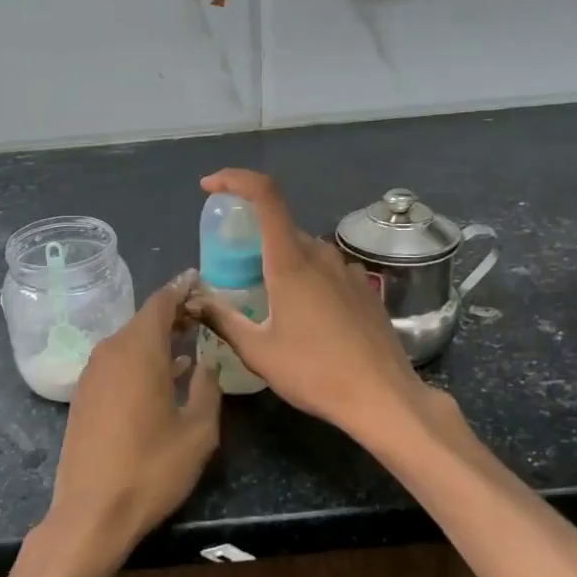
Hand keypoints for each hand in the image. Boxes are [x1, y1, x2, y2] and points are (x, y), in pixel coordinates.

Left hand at [46, 270, 221, 562]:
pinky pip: (117, 362)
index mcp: (139, 351)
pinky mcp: (84, 396)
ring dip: (157, 338)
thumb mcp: (197, 431)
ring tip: (189, 341)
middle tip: (202, 313)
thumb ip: (207, 387)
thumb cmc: (151, 469)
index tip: (200, 279)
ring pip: (129, 341)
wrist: (91, 512)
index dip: (182, 289)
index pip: (161, 303)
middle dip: (173, 314)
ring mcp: (92, 374)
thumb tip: (206, 362)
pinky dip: (140, 358)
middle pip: (143, 320)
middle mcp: (110, 353)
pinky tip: (162, 375)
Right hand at [188, 169, 431, 442]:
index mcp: (291, 262)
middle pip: (280, 227)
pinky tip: (302, 317)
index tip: (211, 187)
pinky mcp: (363, 289)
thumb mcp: (258, 351)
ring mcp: (346, 270)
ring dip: (279, 262)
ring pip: (304, 250)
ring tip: (265, 301)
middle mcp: (321, 255)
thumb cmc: (314, 372)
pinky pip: (325, 269)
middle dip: (251, 238)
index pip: (265, 196)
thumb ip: (223, 319)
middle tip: (231, 272)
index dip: (236, 179)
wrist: (382, 396)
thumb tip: (194, 301)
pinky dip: (304, 277)